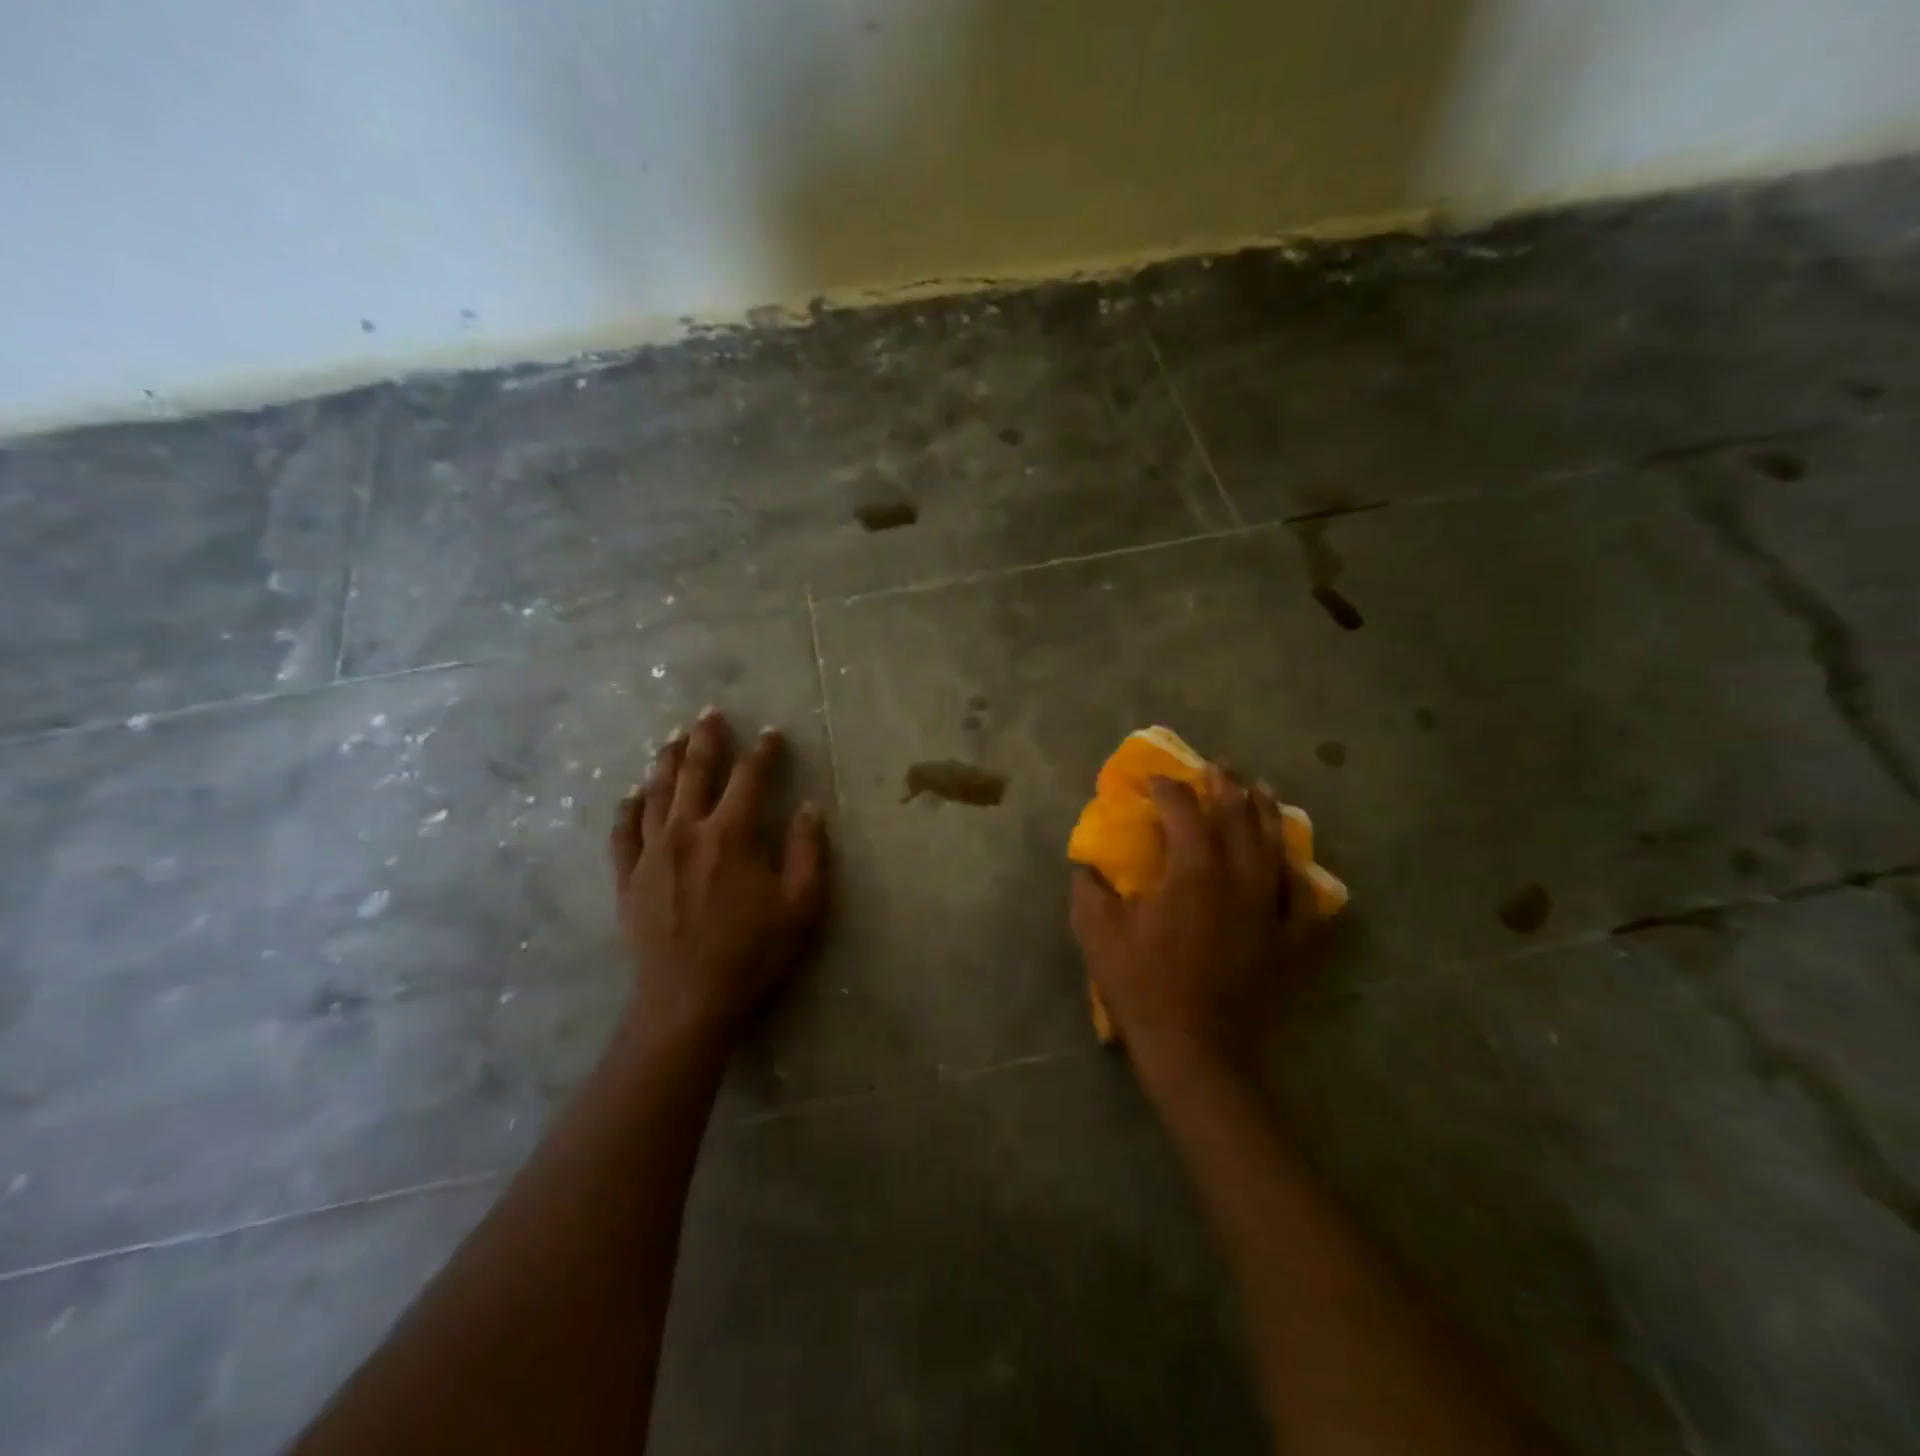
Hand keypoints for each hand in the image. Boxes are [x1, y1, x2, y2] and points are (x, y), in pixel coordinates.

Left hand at [609, 708, 827, 1049]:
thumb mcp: (801, 904)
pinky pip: (623, 831)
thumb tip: (808, 807)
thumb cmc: (753, 953)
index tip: (772, 733)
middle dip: (707, 739)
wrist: (688, 1000)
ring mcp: (652, 853)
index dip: (764, 752)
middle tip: (710, 713)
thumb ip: (808, 851)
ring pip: (657, 793)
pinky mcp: (628, 878)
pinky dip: (628, 807)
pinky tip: (631, 792)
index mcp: (732, 835)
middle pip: (696, 772)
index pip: (750, 778)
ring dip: (667, 761)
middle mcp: (688, 831)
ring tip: (673, 737)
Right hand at [1070, 772, 1300, 1072]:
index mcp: (1193, 871)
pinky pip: (1304, 899)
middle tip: (1216, 767)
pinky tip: (1294, 865)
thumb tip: (1088, 863)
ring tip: (1259, 791)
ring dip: (1265, 813)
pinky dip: (1298, 876)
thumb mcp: (1098, 932)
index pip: (1184, 811)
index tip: (1152, 781)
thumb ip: (1090, 888)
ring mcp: (1270, 910)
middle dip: (1225, 786)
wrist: (1195, 1050)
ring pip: (1275, 847)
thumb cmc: (1142, 986)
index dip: (1167, 789)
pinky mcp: (1289, 942)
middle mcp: (1238, 879)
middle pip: (1238, 816)